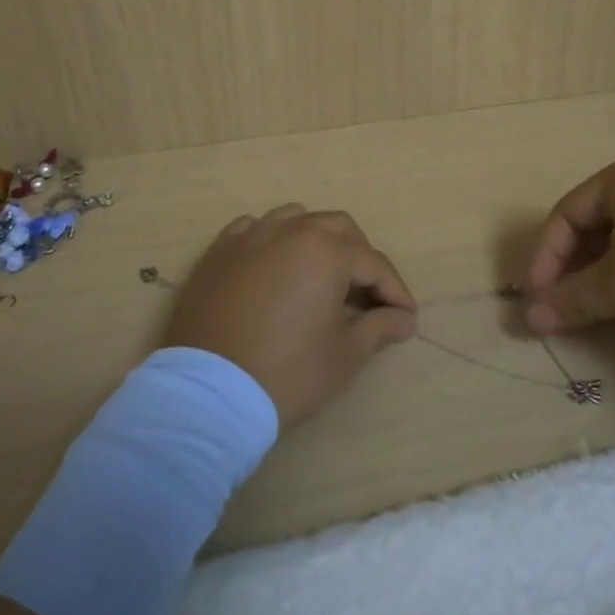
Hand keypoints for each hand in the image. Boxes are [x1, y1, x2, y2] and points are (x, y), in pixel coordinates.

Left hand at [162, 204, 417, 427]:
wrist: (207, 394)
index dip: (395, 291)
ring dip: (318, 240)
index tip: (407, 317)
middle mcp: (289, 231)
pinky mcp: (219, 251)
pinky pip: (255, 228)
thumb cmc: (285, 374)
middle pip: (339, 229)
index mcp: (325, 251)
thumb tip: (405, 318)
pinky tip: (276, 265)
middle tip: (369, 295)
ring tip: (323, 274)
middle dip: (361, 257)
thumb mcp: (343, 356)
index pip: (373, 263)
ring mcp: (249, 236)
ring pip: (296, 219)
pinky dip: (274, 240)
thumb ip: (379, 328)